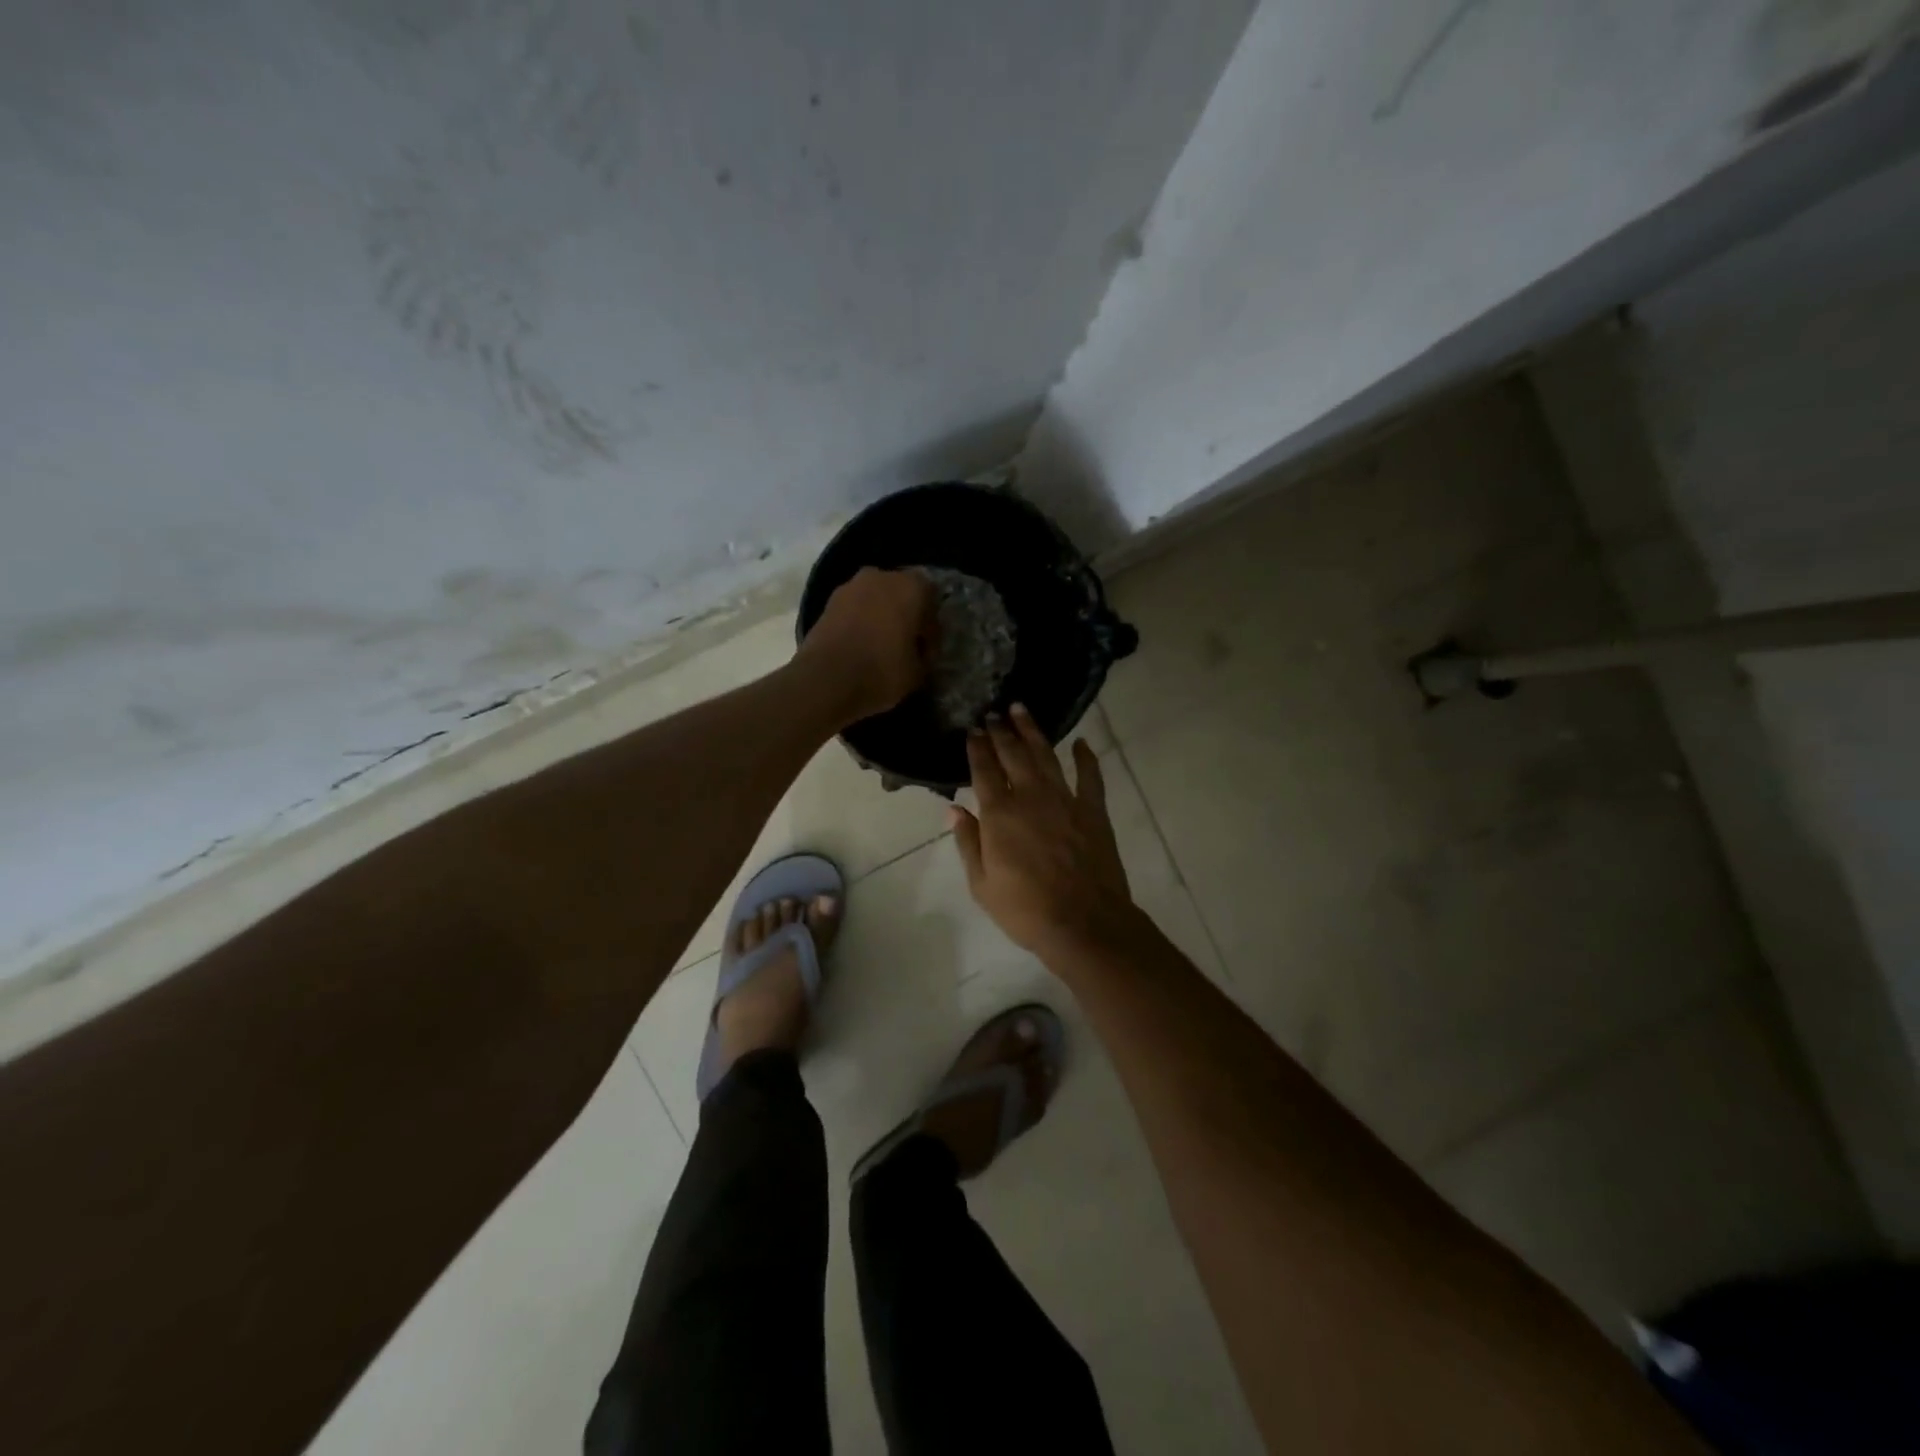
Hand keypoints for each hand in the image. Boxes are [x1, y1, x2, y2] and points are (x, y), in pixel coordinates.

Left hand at [796, 568, 936, 723]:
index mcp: (910, 587)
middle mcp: (881, 577)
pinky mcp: (827, 603)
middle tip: (906, 644)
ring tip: (880, 646)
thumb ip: (923, 655)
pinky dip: (859, 622)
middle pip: (900, 593)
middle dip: (904, 615)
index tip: (926, 651)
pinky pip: (853, 609)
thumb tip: (918, 652)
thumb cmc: (882, 671)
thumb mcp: (918, 671)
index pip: (932, 600)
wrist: (825, 680)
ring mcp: (850, 587)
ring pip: (874, 598)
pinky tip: (860, 646)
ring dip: (880, 616)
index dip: (931, 627)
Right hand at [951, 704, 1133, 958]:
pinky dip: (1086, 758)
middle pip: (1013, 755)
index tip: (972, 729)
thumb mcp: (982, 884)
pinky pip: (1090, 777)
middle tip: (994, 713)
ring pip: (1046, 756)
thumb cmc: (1025, 910)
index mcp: (999, 814)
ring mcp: (1065, 800)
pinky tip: (1081, 743)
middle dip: (1001, 731)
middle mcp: (1030, 797)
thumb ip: (968, 842)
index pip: (983, 771)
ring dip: (1033, 732)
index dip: (977, 748)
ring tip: (1023, 710)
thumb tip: (954, 810)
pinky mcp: (1093, 811)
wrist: (1083, 923)